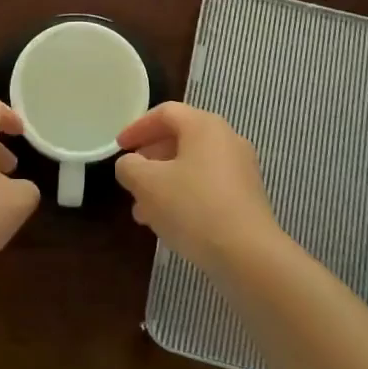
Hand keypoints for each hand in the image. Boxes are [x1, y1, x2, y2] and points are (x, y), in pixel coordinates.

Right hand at [115, 103, 281, 272]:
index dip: (137, 127)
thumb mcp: (147, 184)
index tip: (119, 147)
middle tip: (131, 178)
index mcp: (204, 125)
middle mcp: (227, 139)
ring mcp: (241, 168)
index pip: (165, 113)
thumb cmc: (193, 208)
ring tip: (143, 210)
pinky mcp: (247, 197)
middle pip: (180, 138)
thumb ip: (129, 166)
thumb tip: (130, 164)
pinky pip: (208, 185)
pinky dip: (185, 194)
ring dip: (165, 181)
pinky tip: (170, 222)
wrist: (249, 255)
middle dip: (150, 159)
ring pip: (193, 165)